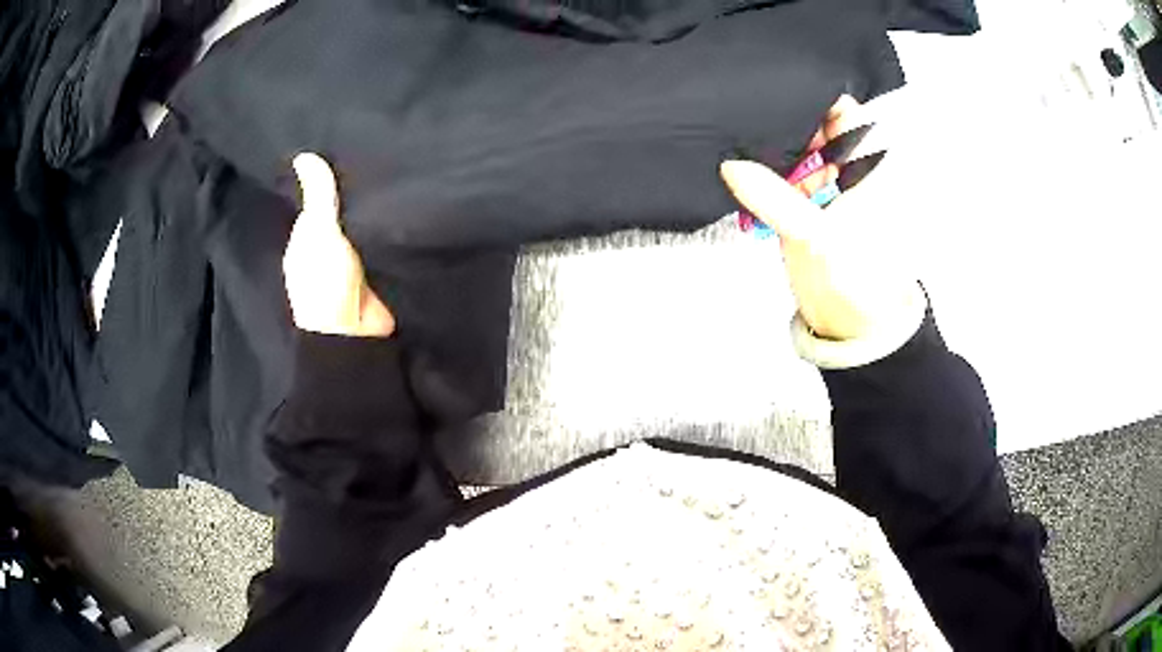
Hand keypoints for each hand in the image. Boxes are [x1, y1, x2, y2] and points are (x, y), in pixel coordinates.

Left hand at [283, 153, 394, 336]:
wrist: (355, 334)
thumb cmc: (325, 282)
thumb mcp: (320, 232)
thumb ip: (318, 197)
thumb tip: (303, 155)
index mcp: (306, 240)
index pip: (317, 204)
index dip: (330, 182)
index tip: (350, 151)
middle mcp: (328, 250)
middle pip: (343, 216)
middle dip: (358, 197)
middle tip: (383, 157)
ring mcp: (353, 265)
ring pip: (365, 231)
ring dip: (378, 215)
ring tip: (401, 174)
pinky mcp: (377, 275)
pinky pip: (384, 248)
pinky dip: (393, 235)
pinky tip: (410, 209)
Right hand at [719, 99, 920, 341]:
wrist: (850, 329)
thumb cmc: (857, 282)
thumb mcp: (815, 236)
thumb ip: (773, 198)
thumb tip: (731, 166)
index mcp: (865, 167)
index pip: (841, 112)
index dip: (812, 94)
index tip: (774, 84)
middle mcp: (844, 169)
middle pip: (812, 126)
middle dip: (782, 116)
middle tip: (741, 100)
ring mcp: (822, 186)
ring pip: (793, 150)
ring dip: (768, 143)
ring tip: (731, 123)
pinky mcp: (802, 205)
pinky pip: (779, 177)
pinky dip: (761, 171)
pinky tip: (737, 161)